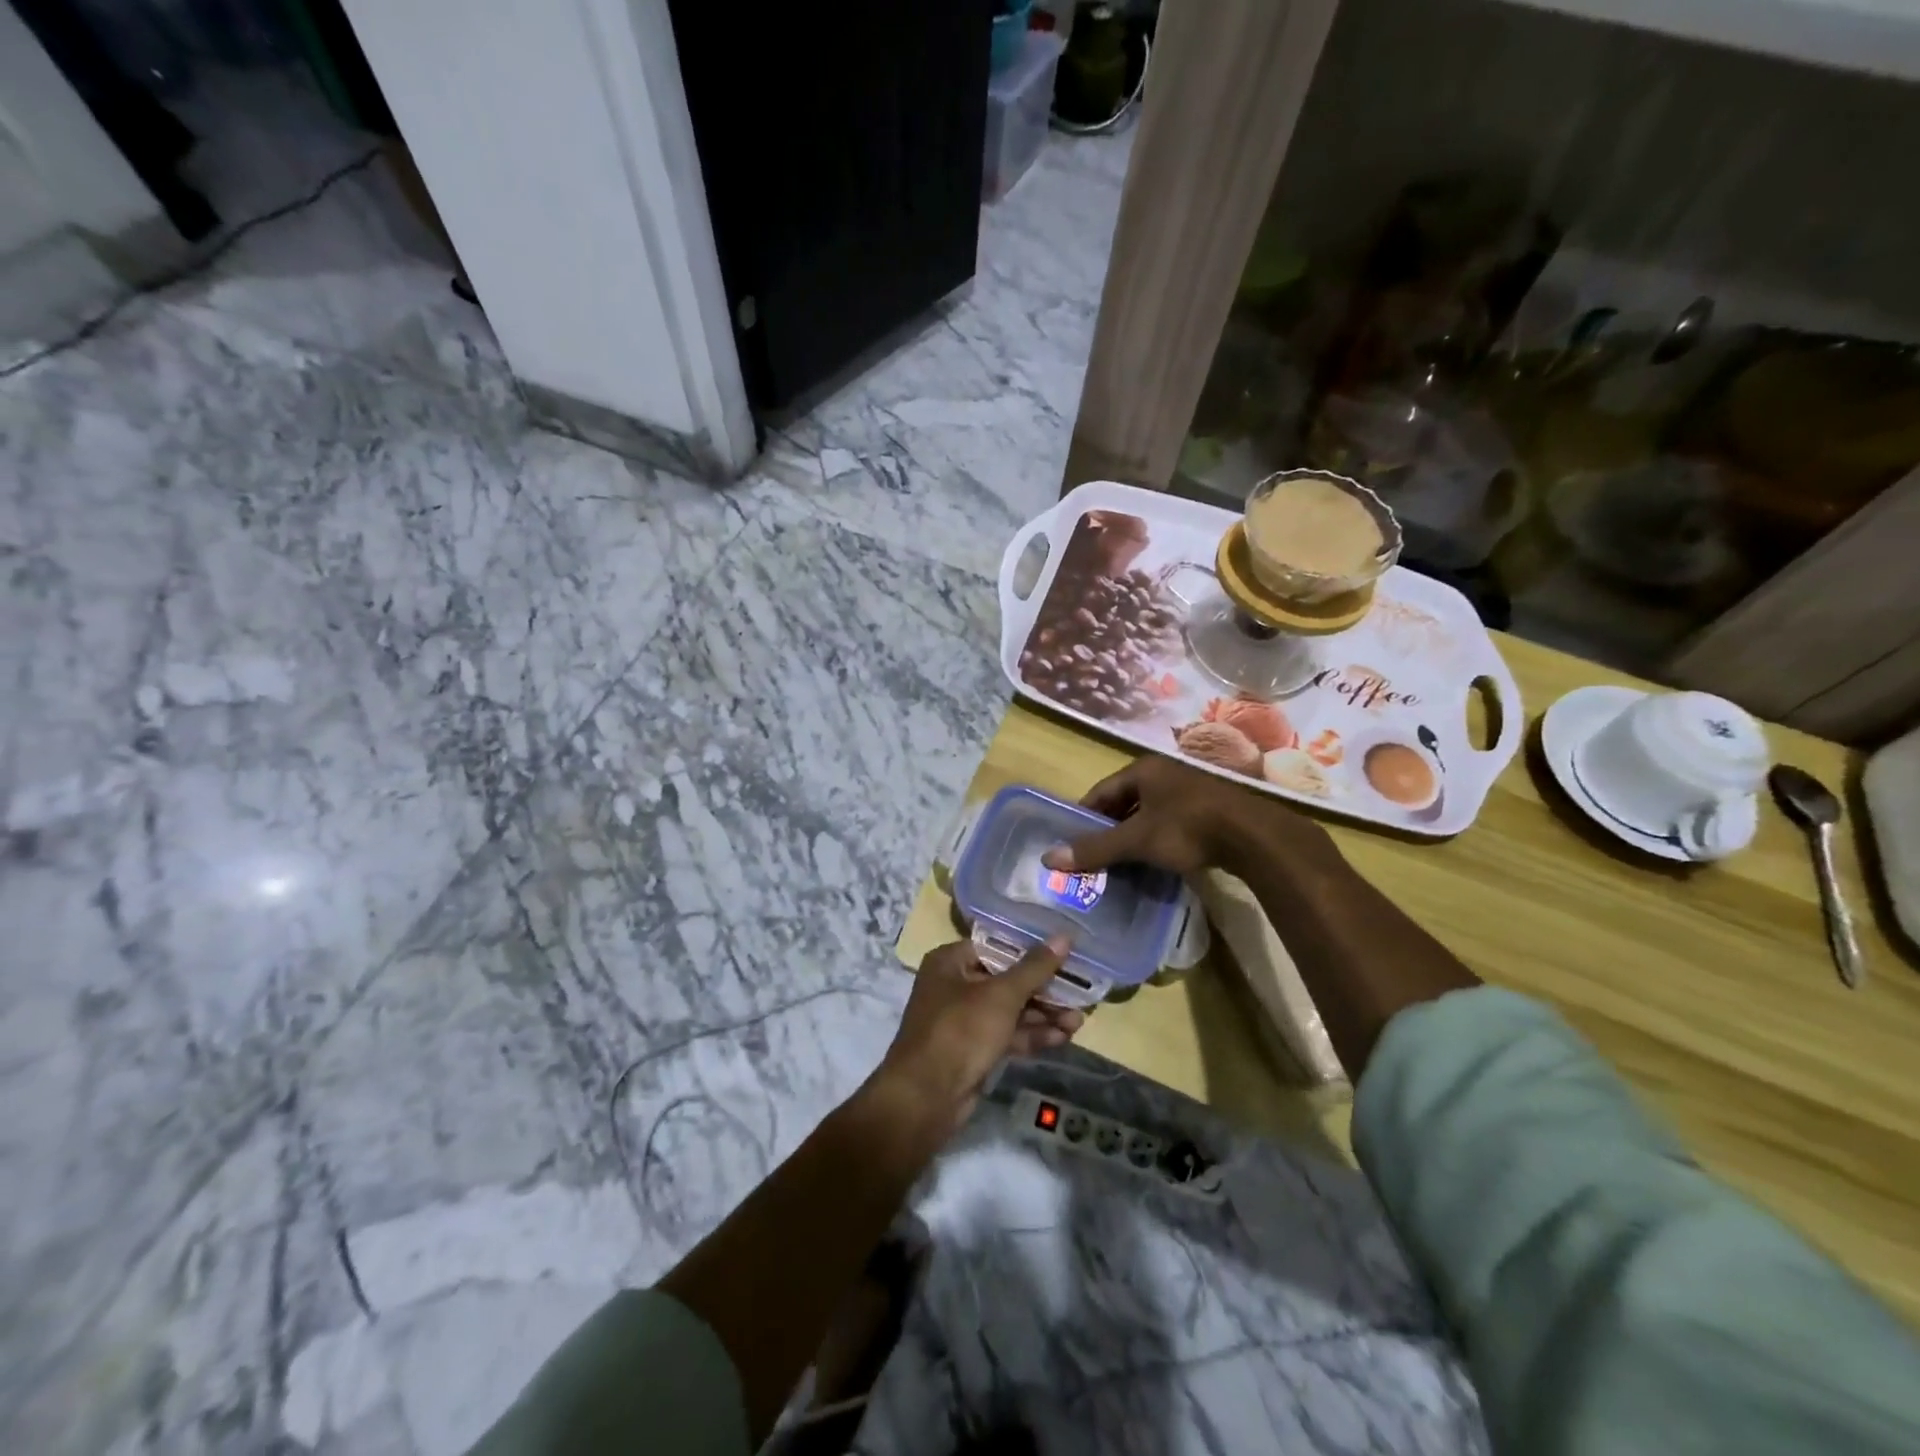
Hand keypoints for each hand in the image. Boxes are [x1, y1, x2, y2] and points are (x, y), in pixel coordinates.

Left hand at [870, 937, 1083, 1135]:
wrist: (926, 1098)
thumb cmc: (961, 1030)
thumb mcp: (1002, 995)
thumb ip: (1035, 968)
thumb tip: (1064, 937)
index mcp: (950, 962)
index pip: (997, 946)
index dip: (1031, 950)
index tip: (1065, 953)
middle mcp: (954, 986)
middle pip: (1006, 980)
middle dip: (1043, 990)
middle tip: (1079, 992)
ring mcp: (963, 1020)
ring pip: (1009, 1010)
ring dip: (1042, 1015)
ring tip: (1079, 1020)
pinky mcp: (972, 1050)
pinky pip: (1006, 1035)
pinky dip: (1031, 1035)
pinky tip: (1062, 1038)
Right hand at [1042, 754, 1337, 877]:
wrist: (1254, 836)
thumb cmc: (1188, 828)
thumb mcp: (1137, 839)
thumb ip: (1096, 848)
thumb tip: (1049, 857)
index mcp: (1143, 769)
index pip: (1101, 790)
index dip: (1084, 815)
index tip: (1071, 840)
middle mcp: (1164, 773)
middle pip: (1124, 800)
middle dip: (1108, 827)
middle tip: (1093, 855)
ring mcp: (1189, 790)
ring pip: (1148, 812)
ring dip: (1132, 835)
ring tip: (1119, 862)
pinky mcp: (1208, 809)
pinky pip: (1170, 822)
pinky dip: (1156, 839)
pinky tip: (1153, 860)